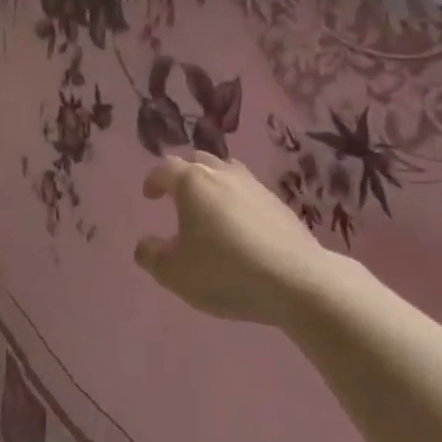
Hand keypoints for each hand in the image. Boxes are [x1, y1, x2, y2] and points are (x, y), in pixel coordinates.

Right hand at [135, 154, 346, 325]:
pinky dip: (237, 200)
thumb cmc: (225, 271)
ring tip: (209, 207)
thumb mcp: (174, 272)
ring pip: (227, 172)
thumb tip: (145, 244)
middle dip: (183, 174)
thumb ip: (151, 255)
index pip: (165, 168)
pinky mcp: (279, 204)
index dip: (153, 180)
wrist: (296, 280)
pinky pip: (248, 192)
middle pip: (198, 161)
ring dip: (213, 183)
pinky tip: (240, 226)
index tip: (149, 196)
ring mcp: (255, 186)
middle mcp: (223, 174)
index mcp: (192, 183)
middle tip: (177, 196)